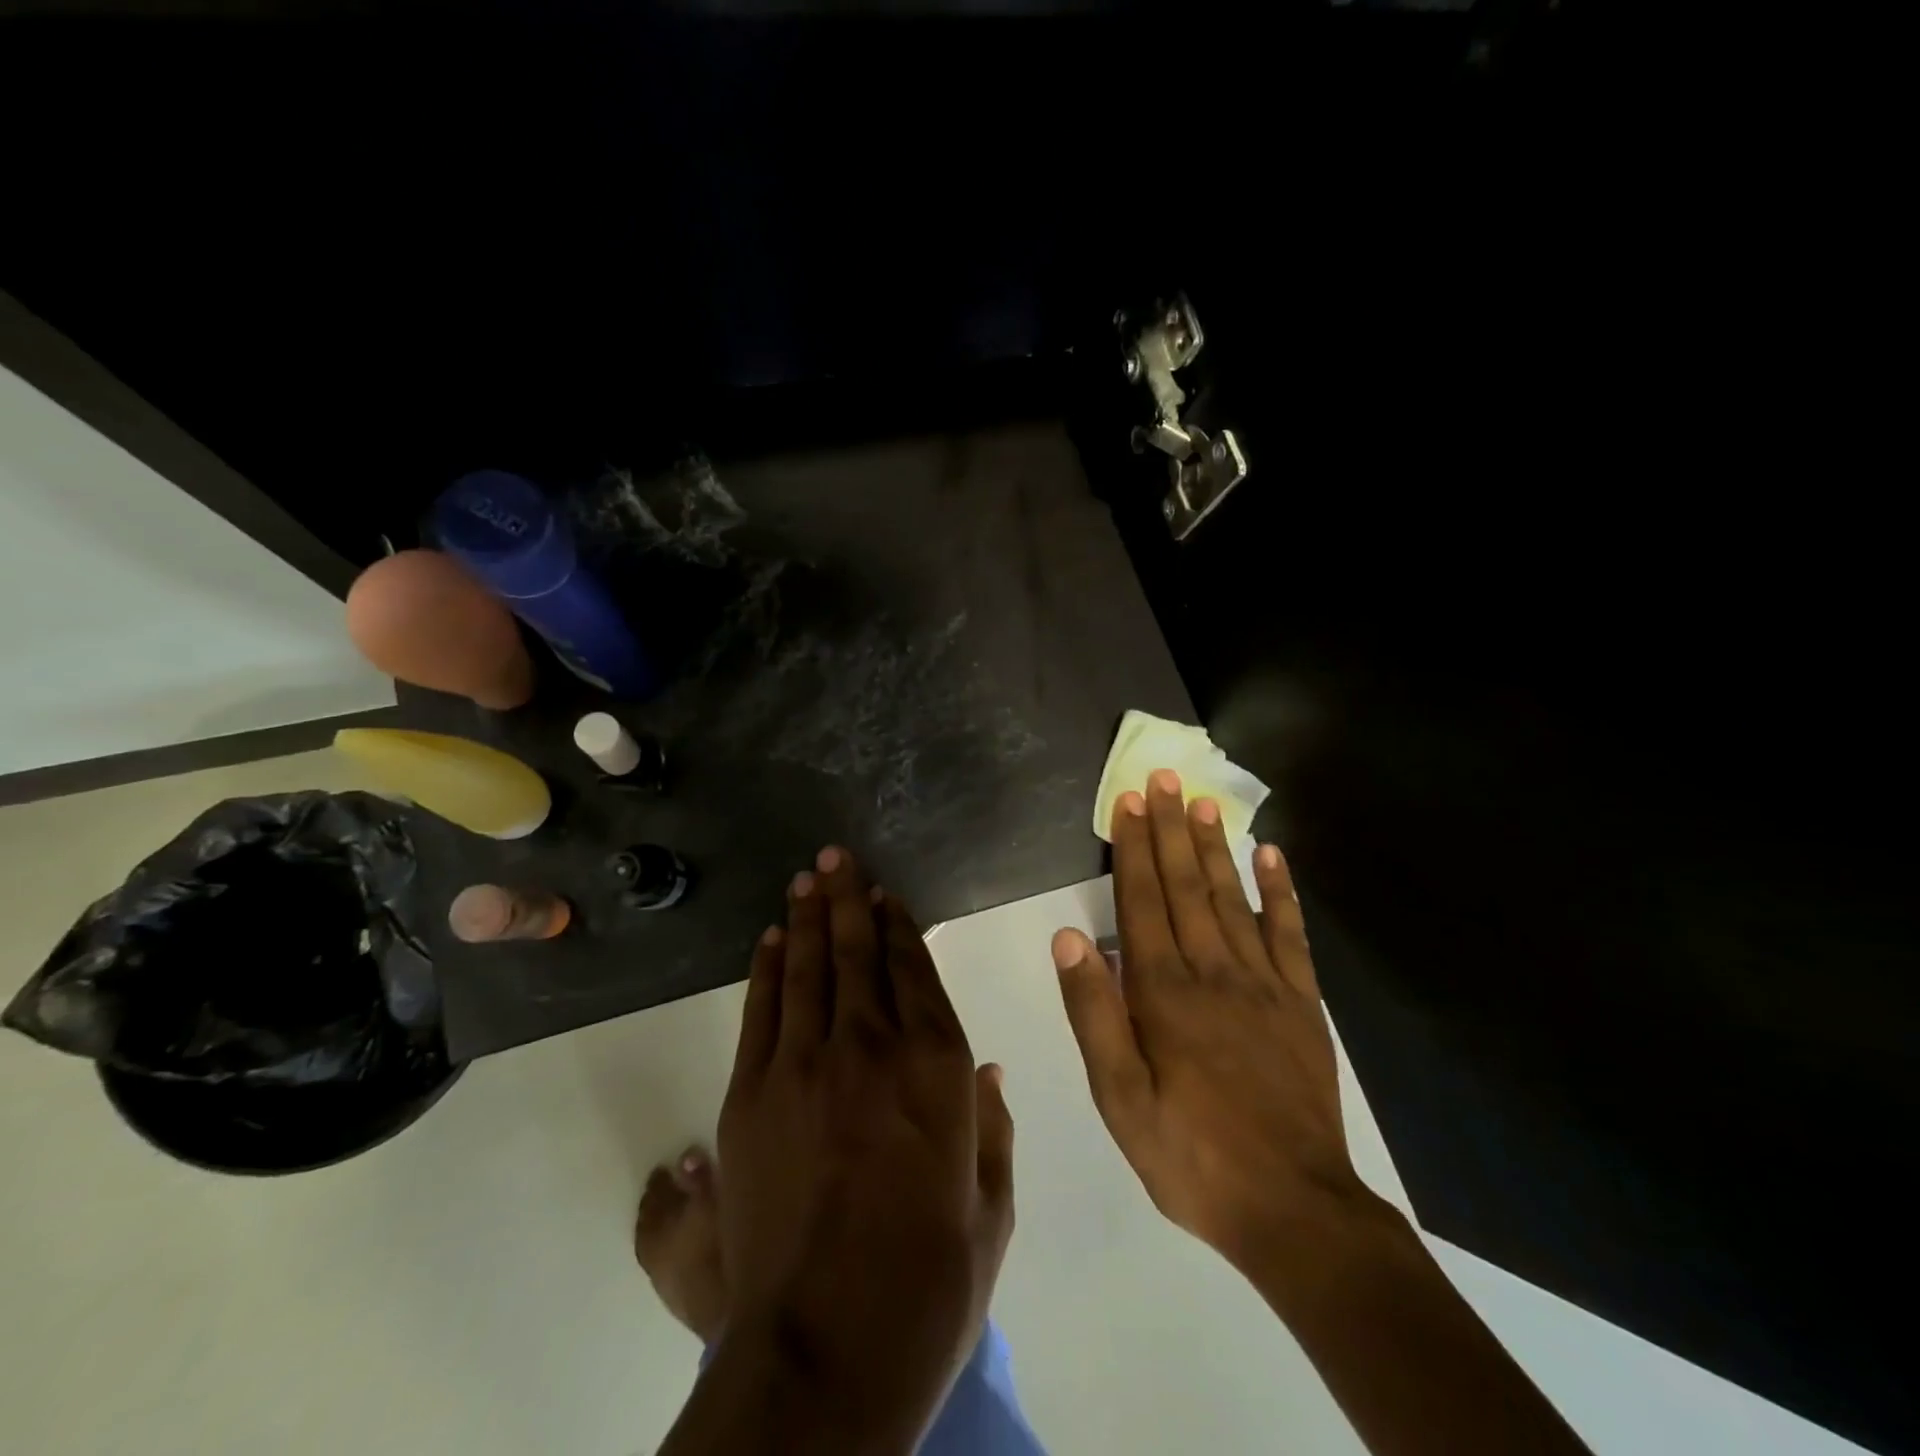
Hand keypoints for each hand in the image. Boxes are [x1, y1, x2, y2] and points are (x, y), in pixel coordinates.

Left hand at [715, 846, 1014, 1445]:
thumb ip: (992, 1130)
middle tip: (837, 858)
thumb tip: (986, 1070)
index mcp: (939, 1067)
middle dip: (850, 900)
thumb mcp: (990, 1208)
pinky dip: (770, 968)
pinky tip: (775, 938)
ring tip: (809, 878)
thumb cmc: (928, 1283)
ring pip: (810, 968)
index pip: (915, 971)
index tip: (887, 895)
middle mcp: (873, 1045)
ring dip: (810, 918)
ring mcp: (806, 1063)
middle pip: (859, 953)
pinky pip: (764, 1009)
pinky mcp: (753, 1092)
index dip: (899, 926)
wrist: (827, 1350)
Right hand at [1053, 770, 1372, 1279]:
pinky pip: (1290, 934)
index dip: (1133, 848)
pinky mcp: (1301, 1003)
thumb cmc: (1190, 1154)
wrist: (1293, 1207)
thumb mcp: (1119, 1098)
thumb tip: (1070, 937)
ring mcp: (1263, 983)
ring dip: (1215, 846)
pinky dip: (1281, 891)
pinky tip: (1271, 855)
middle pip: (1186, 885)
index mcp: (1163, 992)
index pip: (1141, 901)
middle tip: (1164, 778)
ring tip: (1204, 801)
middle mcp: (1212, 971)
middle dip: (1171, 829)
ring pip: (1232, 898)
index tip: (1129, 801)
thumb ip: (1093, 1013)